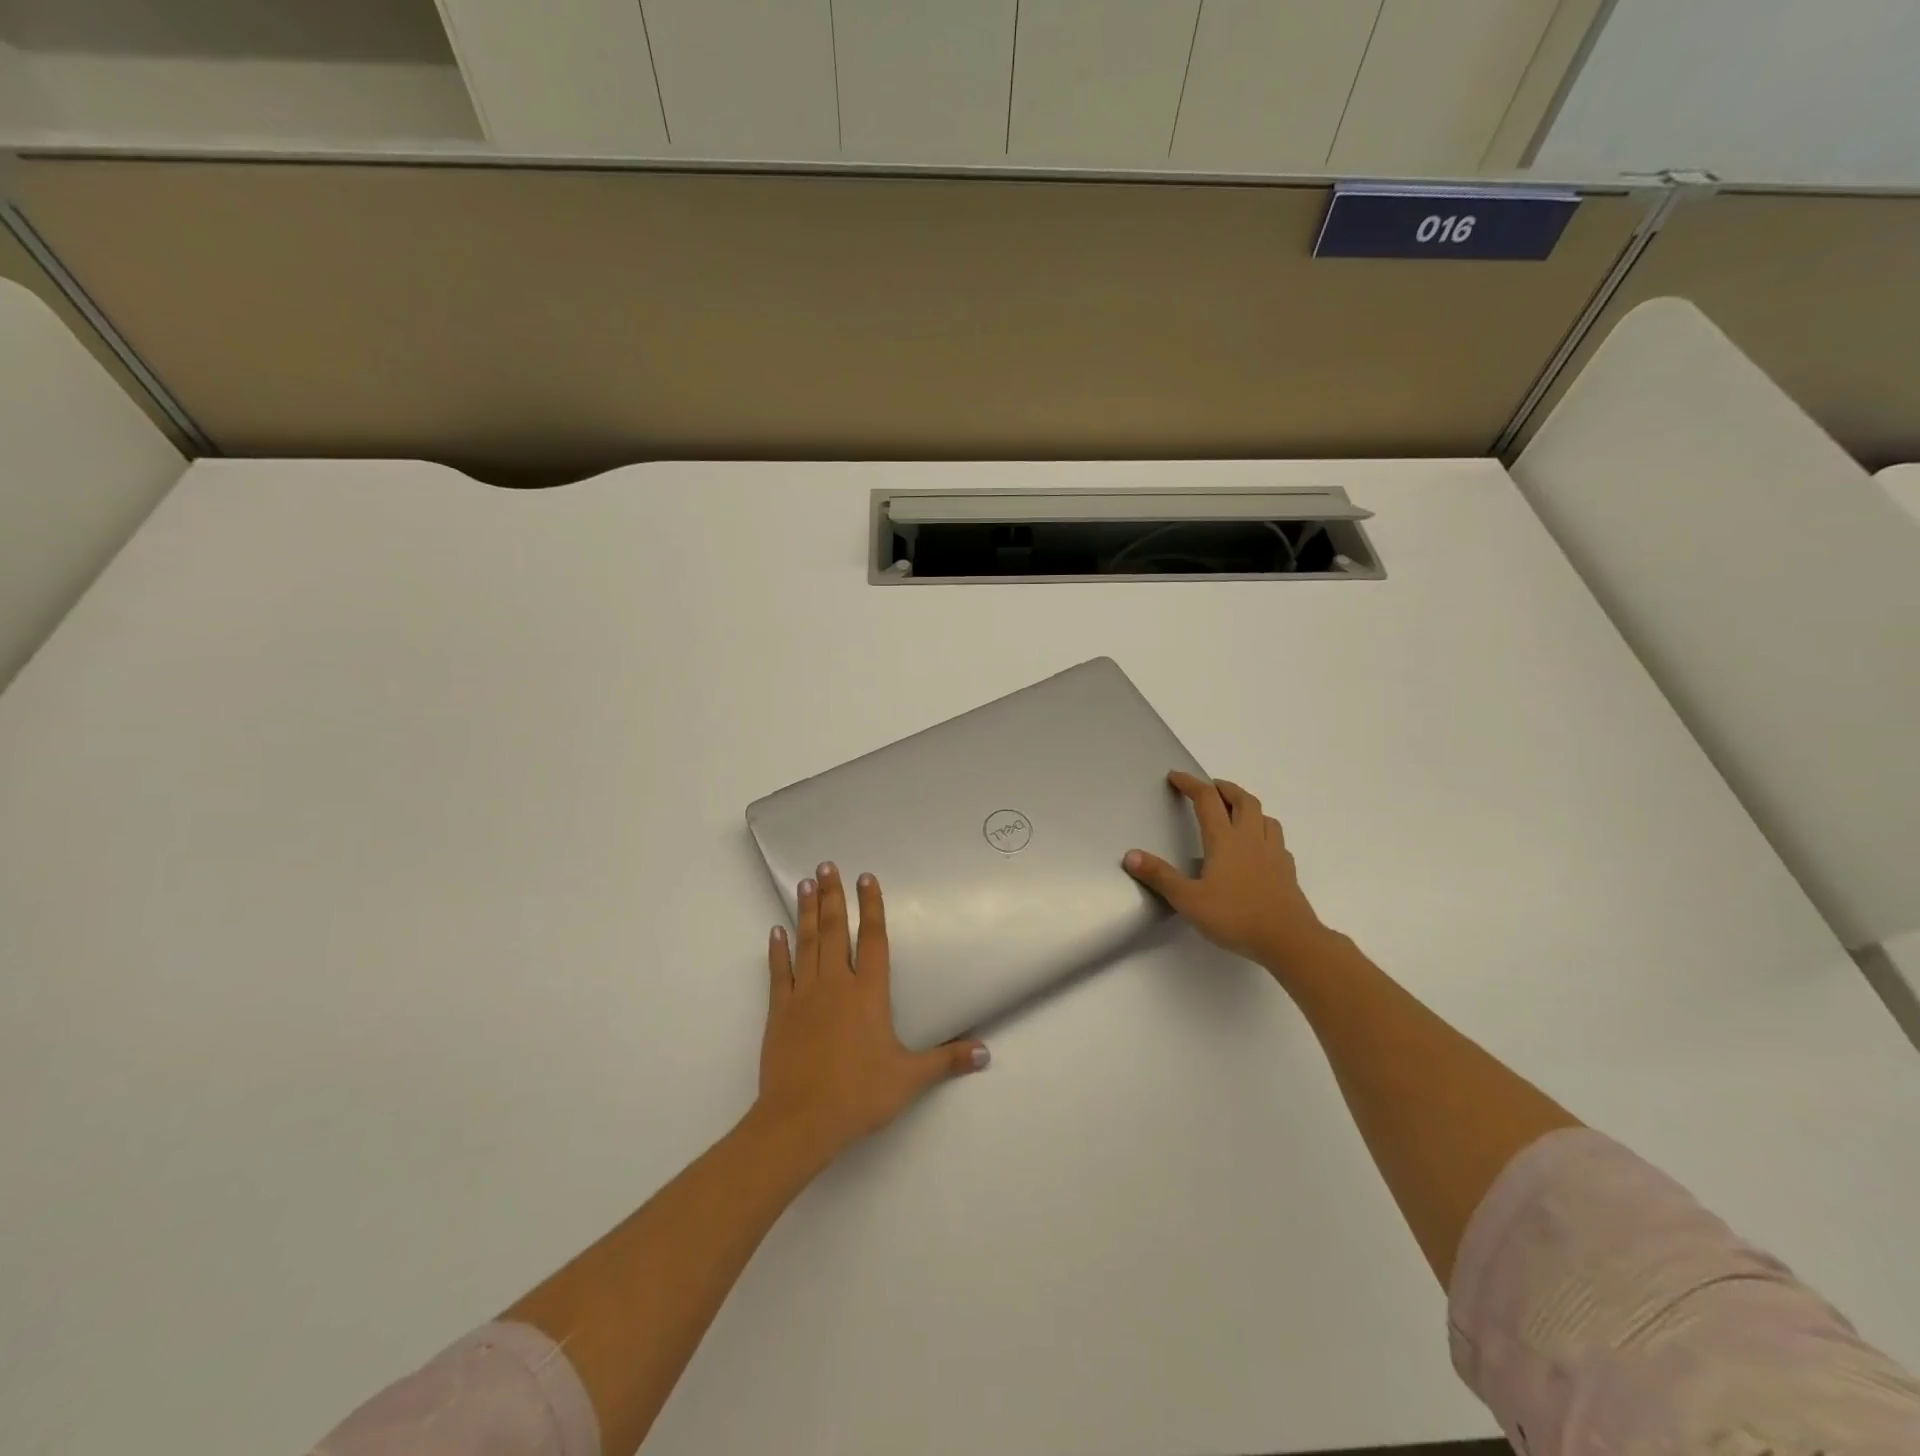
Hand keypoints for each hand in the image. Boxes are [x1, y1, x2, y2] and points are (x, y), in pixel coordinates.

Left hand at [755, 863, 988, 1169]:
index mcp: (869, 993)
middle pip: (835, 930)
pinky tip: (776, 930)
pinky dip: (778, 950)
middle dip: (832, 896)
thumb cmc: (859, 1094)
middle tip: (826, 866)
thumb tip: (985, 1053)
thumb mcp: (909, 1078)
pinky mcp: (780, 1011)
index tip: (866, 877)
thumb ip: (946, 1060)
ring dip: (807, 912)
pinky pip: (780, 972)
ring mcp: (804, 995)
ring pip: (807, 943)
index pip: (873, 939)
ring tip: (805, 884)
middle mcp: (836, 984)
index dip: (871, 906)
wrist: (801, 1120)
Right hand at [1124, 771, 1330, 972]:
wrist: (1289, 940)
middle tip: (1211, 787)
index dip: (1190, 784)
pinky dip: (1265, 833)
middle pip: (1243, 800)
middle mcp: (1251, 838)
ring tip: (1236, 813)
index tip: (1176, 776)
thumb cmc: (1235, 917)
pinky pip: (1277, 841)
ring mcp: (1273, 853)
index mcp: (1225, 840)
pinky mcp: (1287, 870)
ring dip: (1248, 807)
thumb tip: (1130, 855)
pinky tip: (1259, 848)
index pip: (1206, 799)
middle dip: (1225, 788)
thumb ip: (1160, 876)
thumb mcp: (1188, 900)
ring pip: (1265, 817)